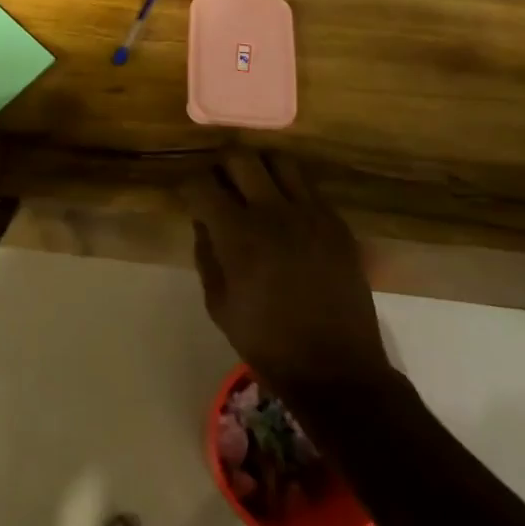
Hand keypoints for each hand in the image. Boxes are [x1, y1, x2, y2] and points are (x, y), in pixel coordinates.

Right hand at [184, 151, 388, 390]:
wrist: (336, 368)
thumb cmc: (267, 342)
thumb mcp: (218, 304)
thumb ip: (206, 254)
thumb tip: (204, 221)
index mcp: (238, 234)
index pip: (202, 184)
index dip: (188, 184)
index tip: (187, 194)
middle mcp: (273, 212)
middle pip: (240, 157)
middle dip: (220, 164)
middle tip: (218, 182)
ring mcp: (311, 213)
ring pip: (279, 160)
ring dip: (259, 167)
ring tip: (253, 186)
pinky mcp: (337, 223)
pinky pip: (308, 187)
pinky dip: (289, 189)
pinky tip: (285, 212)